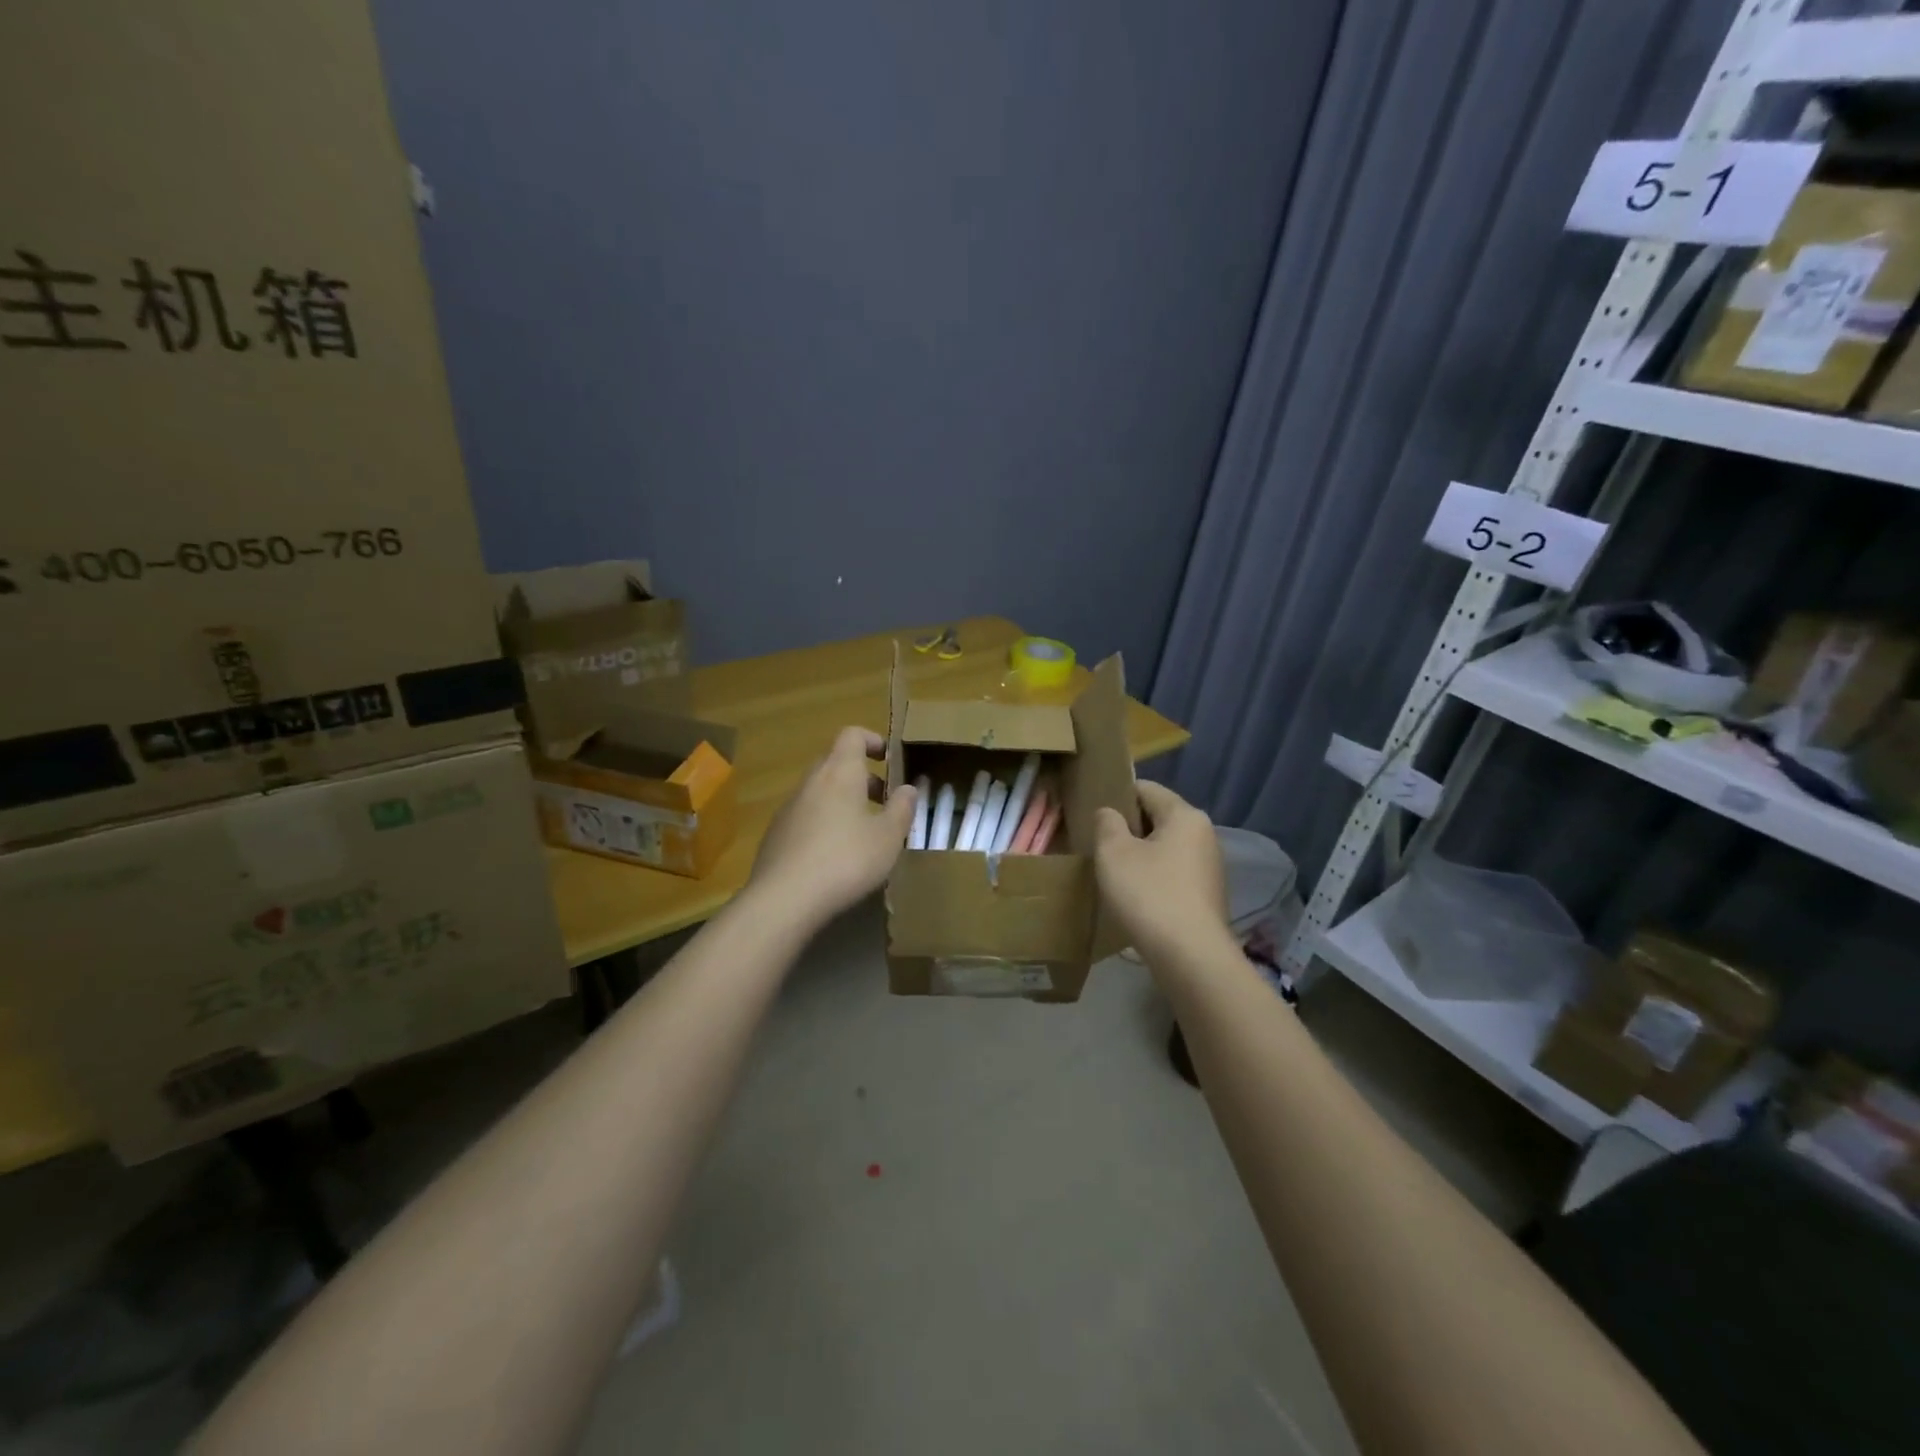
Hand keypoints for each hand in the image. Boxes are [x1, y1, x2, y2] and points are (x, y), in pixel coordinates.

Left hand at [749, 727, 917, 926]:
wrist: (784, 898)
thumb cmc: (846, 860)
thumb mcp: (888, 837)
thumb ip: (902, 808)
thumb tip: (908, 788)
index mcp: (839, 772)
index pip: (852, 735)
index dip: (872, 740)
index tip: (889, 759)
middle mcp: (811, 782)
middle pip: (835, 763)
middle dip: (861, 777)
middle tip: (882, 801)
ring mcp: (789, 808)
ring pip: (820, 792)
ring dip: (843, 802)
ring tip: (863, 833)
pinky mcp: (776, 835)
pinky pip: (806, 817)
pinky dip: (824, 824)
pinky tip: (835, 857)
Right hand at [1093, 781, 1230, 966]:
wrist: (1190, 957)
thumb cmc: (1149, 894)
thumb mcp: (1114, 853)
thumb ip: (1107, 823)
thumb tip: (1110, 813)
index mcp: (1185, 815)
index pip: (1146, 789)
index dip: (1117, 795)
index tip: (1093, 814)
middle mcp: (1204, 834)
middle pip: (1158, 817)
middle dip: (1128, 827)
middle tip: (1098, 844)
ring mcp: (1209, 867)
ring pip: (1166, 847)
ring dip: (1140, 854)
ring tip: (1113, 871)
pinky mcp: (1207, 895)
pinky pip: (1173, 873)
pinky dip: (1154, 877)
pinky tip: (1135, 896)